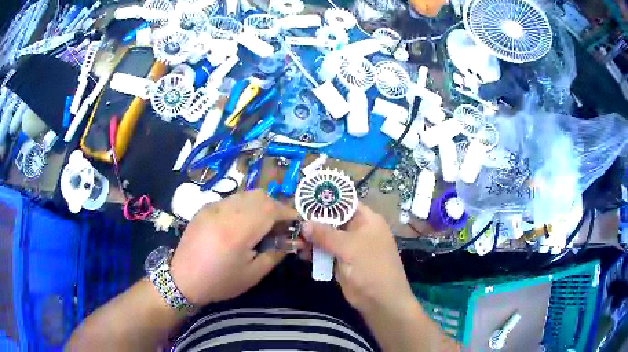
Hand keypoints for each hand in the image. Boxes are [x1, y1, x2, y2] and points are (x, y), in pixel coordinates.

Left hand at [170, 190, 297, 306]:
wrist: (182, 279)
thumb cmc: (220, 282)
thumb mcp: (253, 274)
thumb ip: (275, 253)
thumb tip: (293, 240)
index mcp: (237, 231)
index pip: (270, 209)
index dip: (288, 212)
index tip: (296, 223)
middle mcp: (224, 212)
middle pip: (260, 196)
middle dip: (276, 207)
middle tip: (280, 226)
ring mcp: (212, 207)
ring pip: (246, 195)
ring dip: (261, 205)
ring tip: (263, 225)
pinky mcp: (205, 207)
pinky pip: (232, 199)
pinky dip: (245, 206)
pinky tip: (242, 224)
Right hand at [301, 204, 415, 313]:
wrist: (380, 300)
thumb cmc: (371, 267)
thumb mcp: (349, 247)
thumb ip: (325, 234)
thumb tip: (303, 223)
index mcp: (367, 220)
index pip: (345, 202)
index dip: (326, 199)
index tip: (304, 198)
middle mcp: (358, 230)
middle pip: (333, 220)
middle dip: (314, 220)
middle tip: (293, 220)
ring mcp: (349, 247)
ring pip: (327, 237)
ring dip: (311, 237)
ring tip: (292, 237)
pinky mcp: (341, 261)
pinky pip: (325, 252)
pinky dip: (313, 252)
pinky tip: (299, 251)